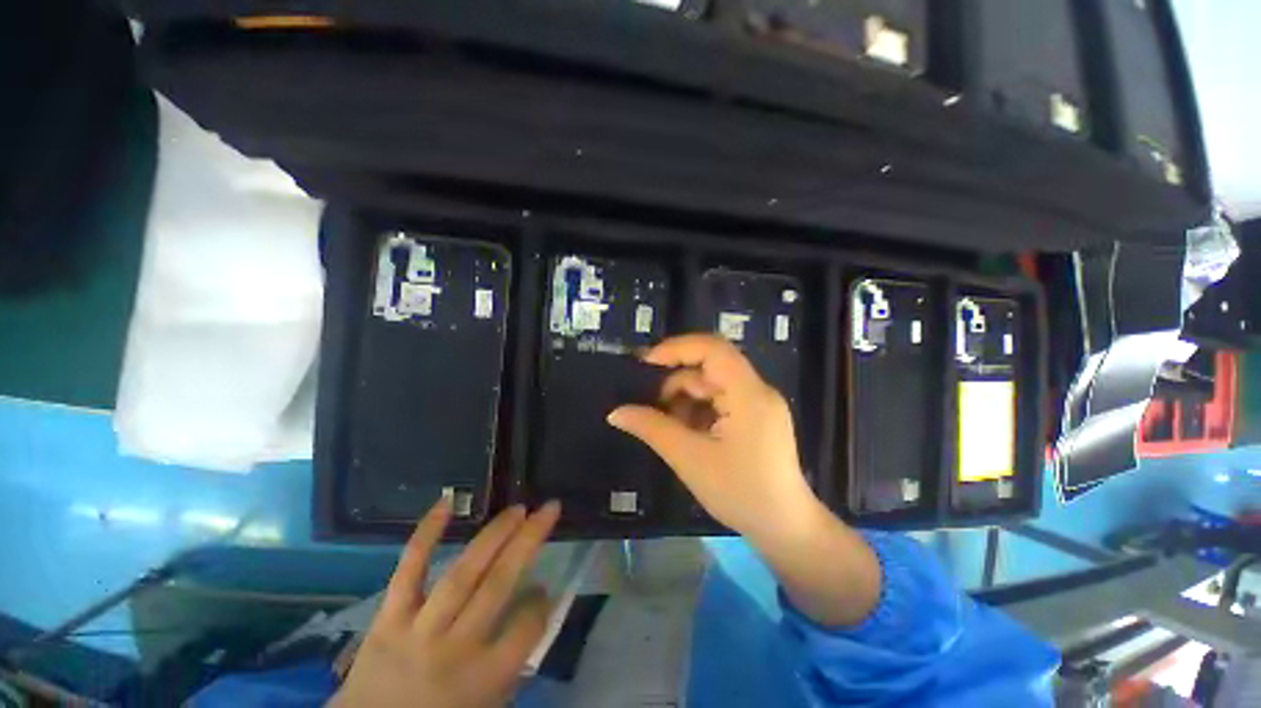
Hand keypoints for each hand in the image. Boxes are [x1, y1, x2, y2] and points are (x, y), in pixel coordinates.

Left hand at [332, 500, 560, 707]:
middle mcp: (455, 649)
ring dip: (494, 535)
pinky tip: (445, 503)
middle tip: (548, 509)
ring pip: (462, 573)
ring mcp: (418, 630)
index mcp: (484, 678)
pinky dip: (426, 535)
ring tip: (517, 509)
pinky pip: (409, 571)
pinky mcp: (388, 618)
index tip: (544, 588)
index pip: (526, 627)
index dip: (541, 603)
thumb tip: (535, 597)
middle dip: (529, 541)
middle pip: (498, 585)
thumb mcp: (488, 702)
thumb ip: (516, 654)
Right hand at [609, 334, 880, 626]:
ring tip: (667, 426)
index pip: (712, 349)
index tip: (645, 362)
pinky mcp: (756, 417)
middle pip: (709, 368)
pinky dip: (699, 410)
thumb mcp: (689, 458)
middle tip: (649, 405)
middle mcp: (757, 390)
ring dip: (685, 400)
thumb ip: (652, 429)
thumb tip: (615, 412)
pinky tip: (686, 432)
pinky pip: (721, 400)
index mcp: (748, 393)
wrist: (785, 529)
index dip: (676, 348)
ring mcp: (758, 403)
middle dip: (676, 383)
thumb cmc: (740, 493)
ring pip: (712, 385)